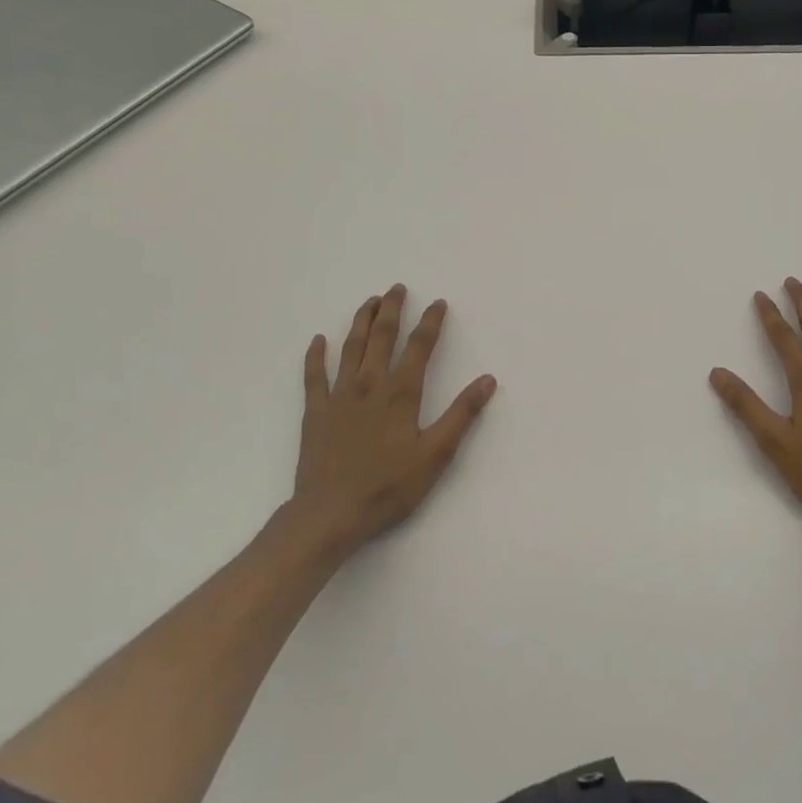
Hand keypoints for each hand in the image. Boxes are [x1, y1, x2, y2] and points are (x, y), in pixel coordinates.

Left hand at [291, 285, 496, 557]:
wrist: (330, 514)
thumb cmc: (388, 487)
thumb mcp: (435, 455)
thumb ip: (461, 415)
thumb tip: (488, 380)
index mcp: (401, 393)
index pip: (419, 347)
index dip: (431, 322)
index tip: (438, 303)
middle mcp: (369, 385)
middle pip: (382, 337)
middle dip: (392, 309)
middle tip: (397, 288)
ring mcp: (339, 396)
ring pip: (351, 348)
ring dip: (361, 321)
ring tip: (369, 301)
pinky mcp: (316, 412)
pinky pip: (313, 376)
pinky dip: (315, 356)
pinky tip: (318, 340)